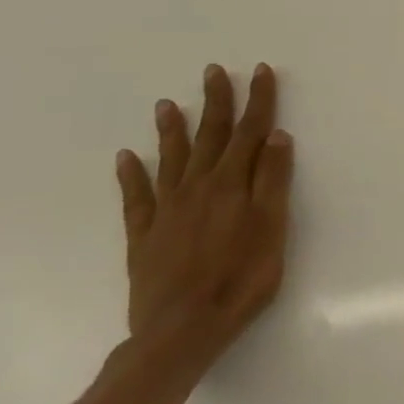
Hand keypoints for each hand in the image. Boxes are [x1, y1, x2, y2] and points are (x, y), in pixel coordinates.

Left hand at [114, 63, 292, 373]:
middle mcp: (198, 188)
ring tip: (168, 104)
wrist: (181, 331)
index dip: (258, 101)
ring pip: (171, 160)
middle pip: (211, 137)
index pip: (251, 132)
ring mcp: (167, 211)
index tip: (261, 72)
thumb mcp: (272, 227)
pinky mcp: (145, 236)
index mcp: (232, 184)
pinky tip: (126, 158)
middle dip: (216, 103)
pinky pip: (136, 197)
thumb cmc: (242, 278)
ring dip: (173, 130)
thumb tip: (276, 136)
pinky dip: (132, 175)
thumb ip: (272, 180)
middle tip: (214, 72)